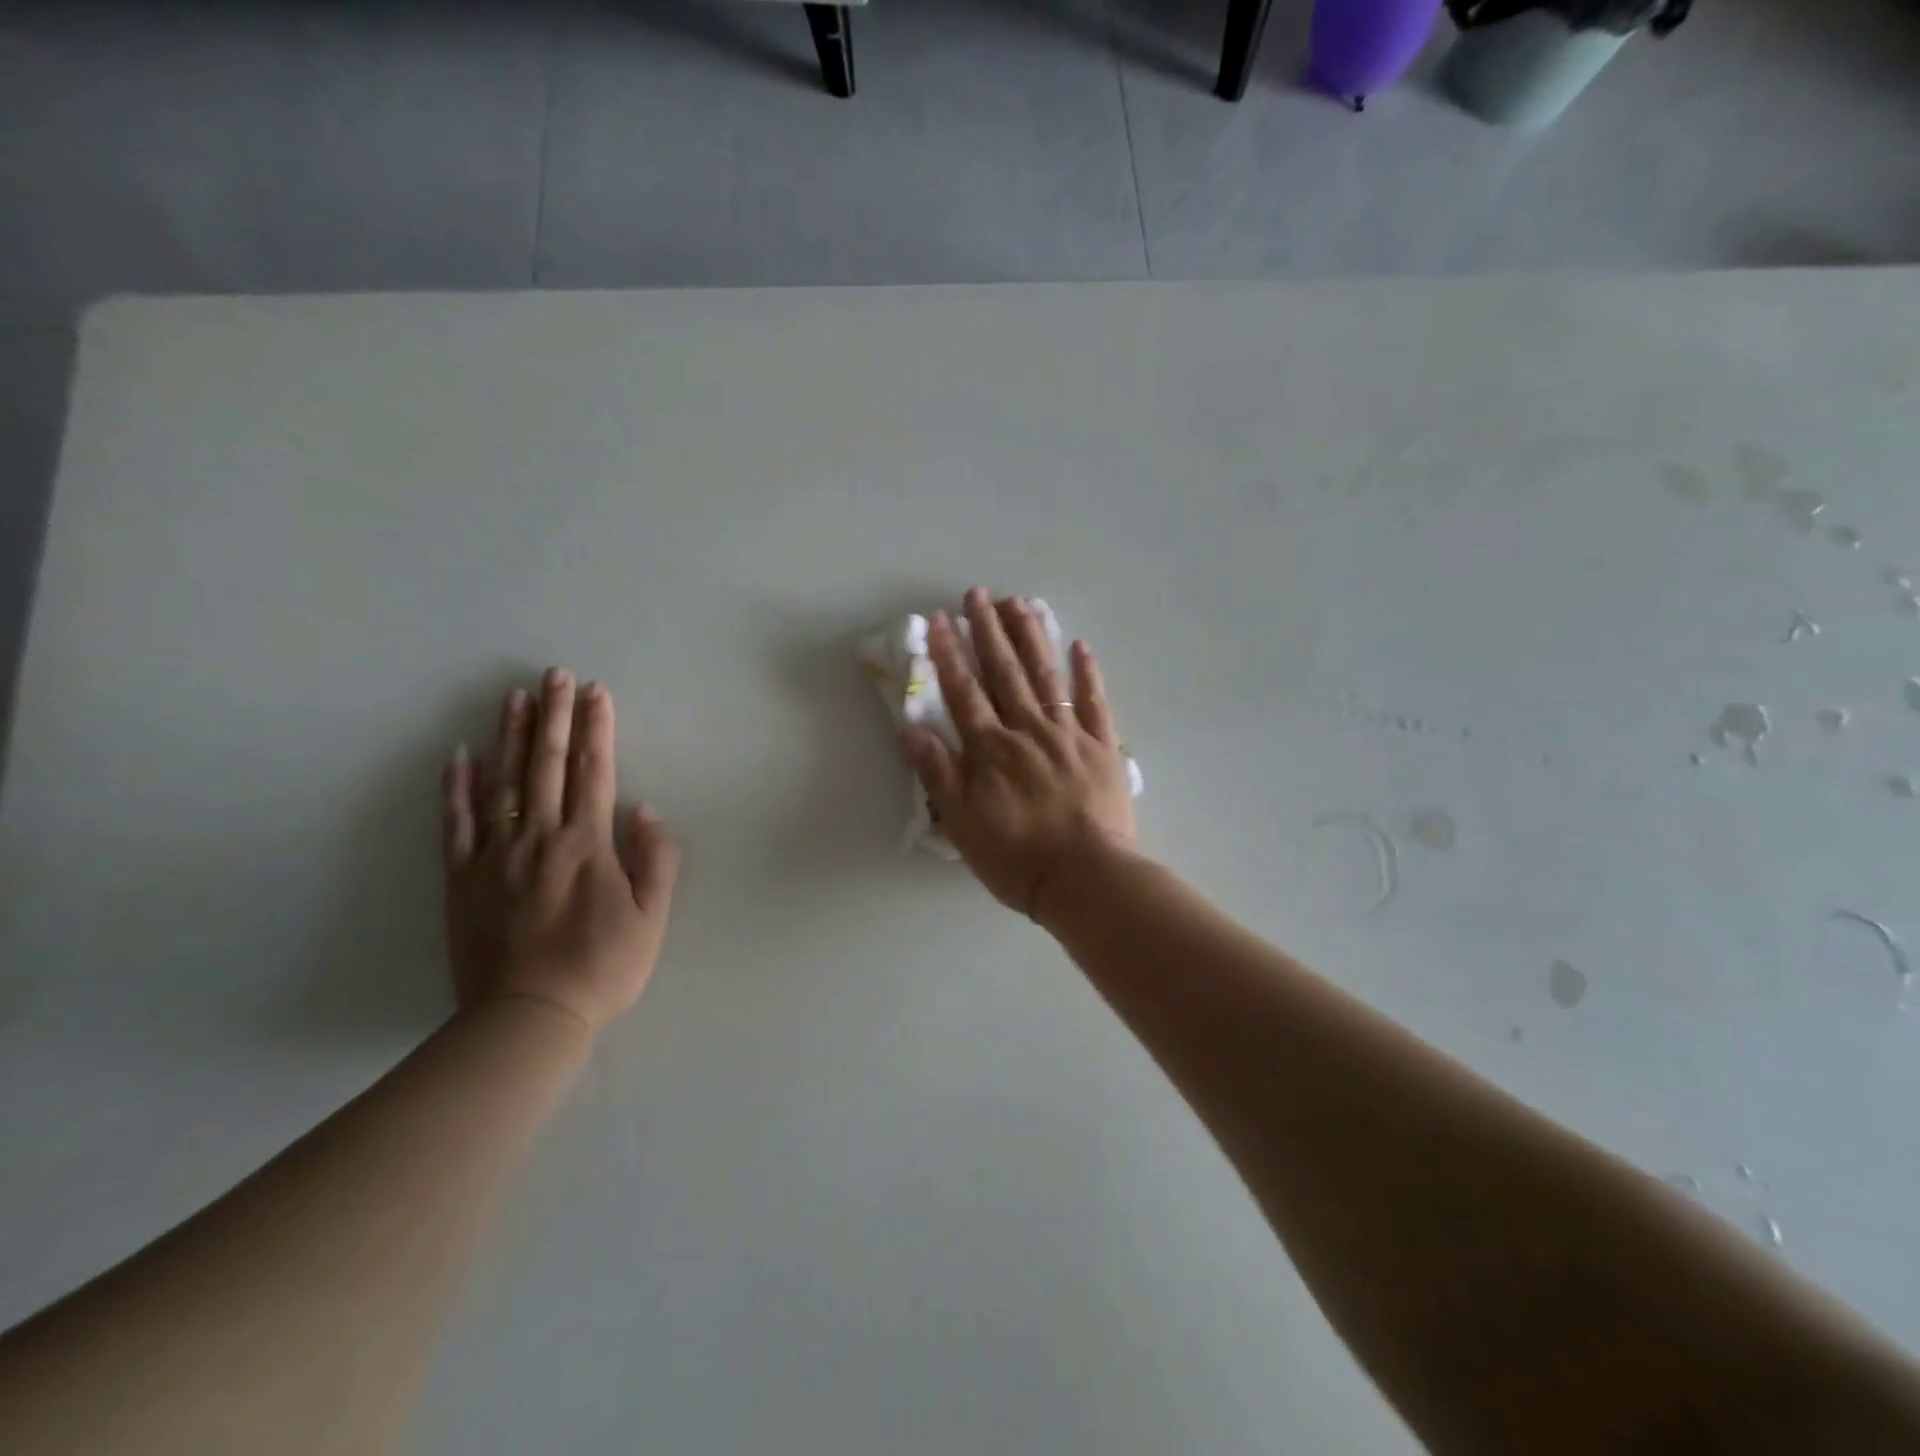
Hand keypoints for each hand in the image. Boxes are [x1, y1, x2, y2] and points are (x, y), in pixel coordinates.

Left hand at [441, 669, 680, 1033]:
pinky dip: (457, 787)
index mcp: (588, 844)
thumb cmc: (603, 967)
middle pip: (547, 764)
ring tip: (516, 696)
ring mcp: (496, 855)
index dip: (597, 729)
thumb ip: (656, 859)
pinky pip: (457, 824)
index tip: (598, 692)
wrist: (529, 1017)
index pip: (594, 771)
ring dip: (511, 736)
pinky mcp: (463, 879)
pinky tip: (459, 756)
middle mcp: (540, 837)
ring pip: (504, 782)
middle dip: (555, 715)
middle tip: (556, 675)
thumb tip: (645, 809)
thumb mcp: (653, 917)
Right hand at [903, 588, 1137, 919]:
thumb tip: (909, 729)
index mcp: (991, 749)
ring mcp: (1069, 735)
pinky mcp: (1103, 747)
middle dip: (988, 631)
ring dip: (1031, 637)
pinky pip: (1095, 702)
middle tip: (978, 594)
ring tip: (1019, 603)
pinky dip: (1087, 673)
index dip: (949, 654)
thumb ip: (938, 773)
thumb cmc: (1017, 858)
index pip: (964, 692)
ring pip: (1046, 676)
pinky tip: (1079, 645)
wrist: (1087, 878)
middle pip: (1005, 672)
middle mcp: (1027, 730)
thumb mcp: (963, 824)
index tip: (939, 619)